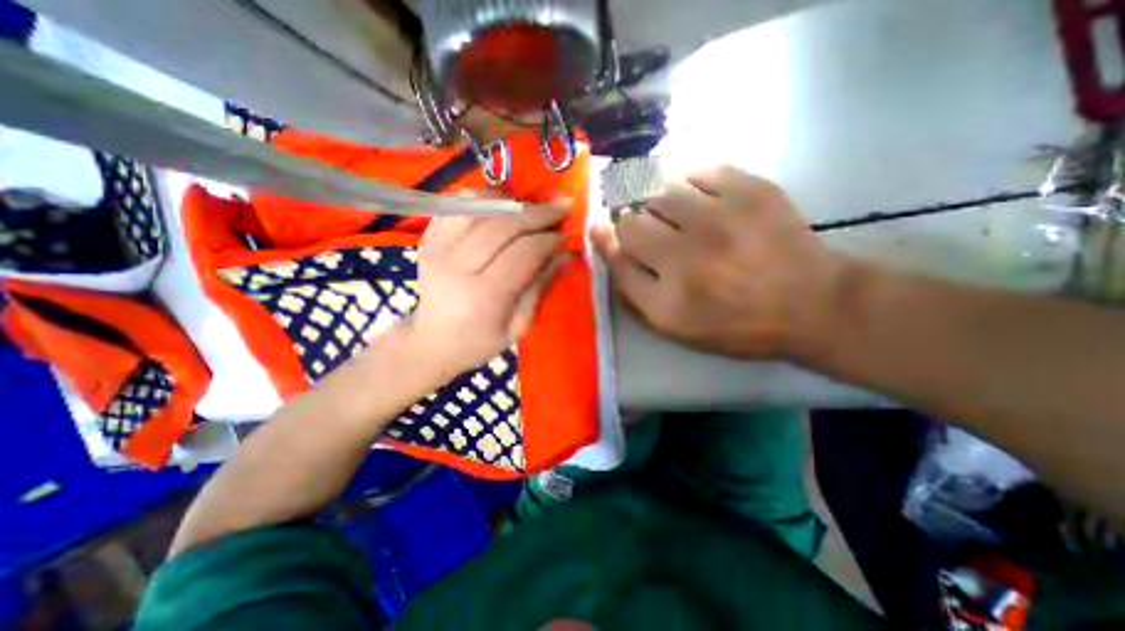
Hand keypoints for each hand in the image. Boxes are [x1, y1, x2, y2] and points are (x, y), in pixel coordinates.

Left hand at [407, 202, 572, 378]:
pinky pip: (455, 205)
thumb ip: (540, 286)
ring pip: (477, 205)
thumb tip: (566, 255)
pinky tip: (500, 205)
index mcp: (484, 295)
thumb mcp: (518, 325)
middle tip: (560, 207)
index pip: (523, 252)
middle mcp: (456, 266)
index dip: (548, 238)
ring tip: (530, 206)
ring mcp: (436, 248)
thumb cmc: (480, 341)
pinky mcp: (427, 238)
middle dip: (537, 212)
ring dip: (510, 200)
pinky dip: (481, 198)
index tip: (565, 234)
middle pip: (503, 224)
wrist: (432, 341)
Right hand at [593, 165, 848, 358]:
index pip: (616, 254)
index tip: (602, 227)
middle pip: (632, 220)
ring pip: (661, 192)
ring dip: (661, 205)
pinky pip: (700, 171)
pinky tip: (705, 202)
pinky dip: (693, 184)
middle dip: (634, 225)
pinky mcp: (751, 190)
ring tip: (681, 218)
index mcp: (668, 298)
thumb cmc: (733, 321)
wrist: (810, 302)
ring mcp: (720, 218)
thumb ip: (632, 287)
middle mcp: (687, 256)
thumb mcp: (673, 324)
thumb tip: (605, 241)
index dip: (605, 238)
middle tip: (656, 235)